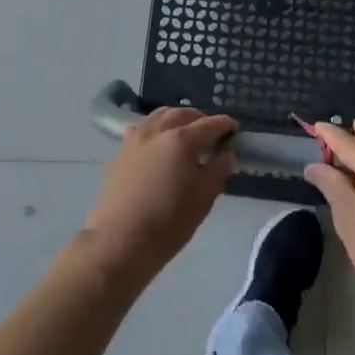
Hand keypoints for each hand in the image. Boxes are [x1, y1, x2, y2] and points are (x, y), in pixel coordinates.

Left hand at [84, 107, 237, 284]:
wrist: (120, 240)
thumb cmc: (168, 222)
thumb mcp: (203, 199)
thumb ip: (218, 170)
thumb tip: (227, 152)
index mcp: (182, 140)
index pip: (209, 124)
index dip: (224, 125)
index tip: (234, 129)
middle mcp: (158, 131)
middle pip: (182, 114)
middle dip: (200, 119)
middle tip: (211, 133)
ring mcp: (136, 138)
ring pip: (159, 116)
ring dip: (177, 119)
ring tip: (186, 133)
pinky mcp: (121, 151)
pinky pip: (142, 128)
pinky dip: (156, 128)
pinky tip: (159, 142)